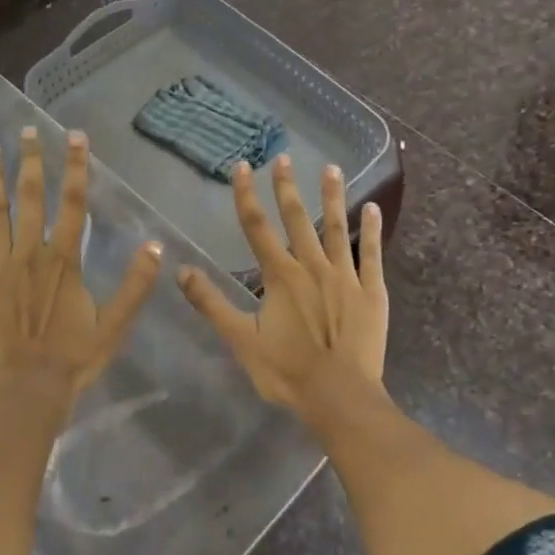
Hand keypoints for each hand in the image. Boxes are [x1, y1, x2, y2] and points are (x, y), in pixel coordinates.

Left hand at [0, 126, 162, 396]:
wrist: (25, 390)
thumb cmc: (71, 360)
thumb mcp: (114, 326)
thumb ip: (135, 285)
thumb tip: (157, 245)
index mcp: (64, 260)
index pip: (73, 203)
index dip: (76, 167)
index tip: (75, 135)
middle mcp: (30, 253)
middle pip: (31, 197)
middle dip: (31, 161)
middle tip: (27, 129)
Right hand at [177, 155, 387, 416]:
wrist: (340, 397)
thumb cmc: (286, 371)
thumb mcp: (240, 339)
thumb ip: (211, 303)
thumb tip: (181, 270)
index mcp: (279, 276)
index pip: (256, 226)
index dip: (246, 195)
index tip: (243, 167)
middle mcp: (312, 266)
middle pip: (296, 218)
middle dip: (287, 186)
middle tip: (284, 157)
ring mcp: (345, 276)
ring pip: (336, 228)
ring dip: (332, 197)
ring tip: (331, 168)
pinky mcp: (371, 292)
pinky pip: (372, 254)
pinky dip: (372, 230)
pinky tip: (373, 208)